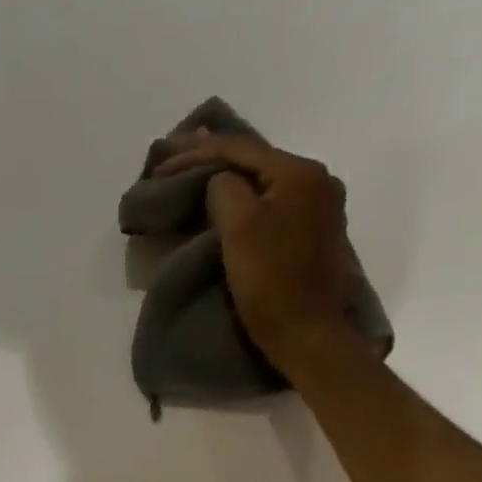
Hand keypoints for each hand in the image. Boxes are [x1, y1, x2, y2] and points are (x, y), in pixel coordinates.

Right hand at [151, 132, 353, 355]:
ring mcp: (320, 206)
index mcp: (299, 172)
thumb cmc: (270, 280)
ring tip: (195, 171)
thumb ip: (224, 190)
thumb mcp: (238, 227)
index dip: (196, 153)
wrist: (307, 332)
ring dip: (228, 177)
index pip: (240, 149)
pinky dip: (245, 197)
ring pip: (263, 181)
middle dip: (212, 158)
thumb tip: (220, 181)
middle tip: (174, 157)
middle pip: (255, 160)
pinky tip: (227, 197)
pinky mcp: (314, 232)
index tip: (161, 163)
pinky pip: (273, 201)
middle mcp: (317, 180)